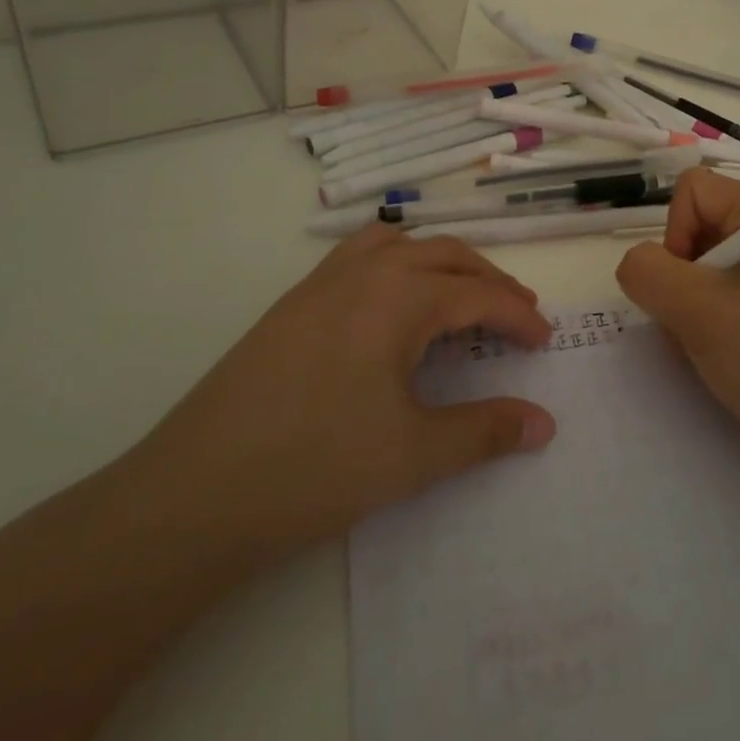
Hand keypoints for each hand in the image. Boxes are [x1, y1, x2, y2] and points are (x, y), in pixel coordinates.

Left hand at [131, 227, 555, 567]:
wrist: (193, 495)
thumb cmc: (315, 468)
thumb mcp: (414, 454)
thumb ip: (486, 431)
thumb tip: (545, 424)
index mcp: (398, 296)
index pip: (478, 294)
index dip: (519, 316)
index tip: (545, 341)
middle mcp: (362, 273)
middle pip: (445, 255)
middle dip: (489, 280)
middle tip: (518, 315)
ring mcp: (320, 284)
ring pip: (398, 245)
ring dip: (440, 263)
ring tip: (461, 297)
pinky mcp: (291, 305)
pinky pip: (358, 258)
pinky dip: (395, 266)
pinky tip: (392, 309)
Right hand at [615, 168, 739, 471]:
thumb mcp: (700, 312)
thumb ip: (648, 273)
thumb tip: (635, 265)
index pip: (693, 191)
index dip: (675, 232)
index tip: (688, 285)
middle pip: (694, 229)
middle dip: (680, 278)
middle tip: (697, 323)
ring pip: (700, 269)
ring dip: (689, 307)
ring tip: (710, 346)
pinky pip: (719, 298)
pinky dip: (705, 324)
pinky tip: (720, 358)